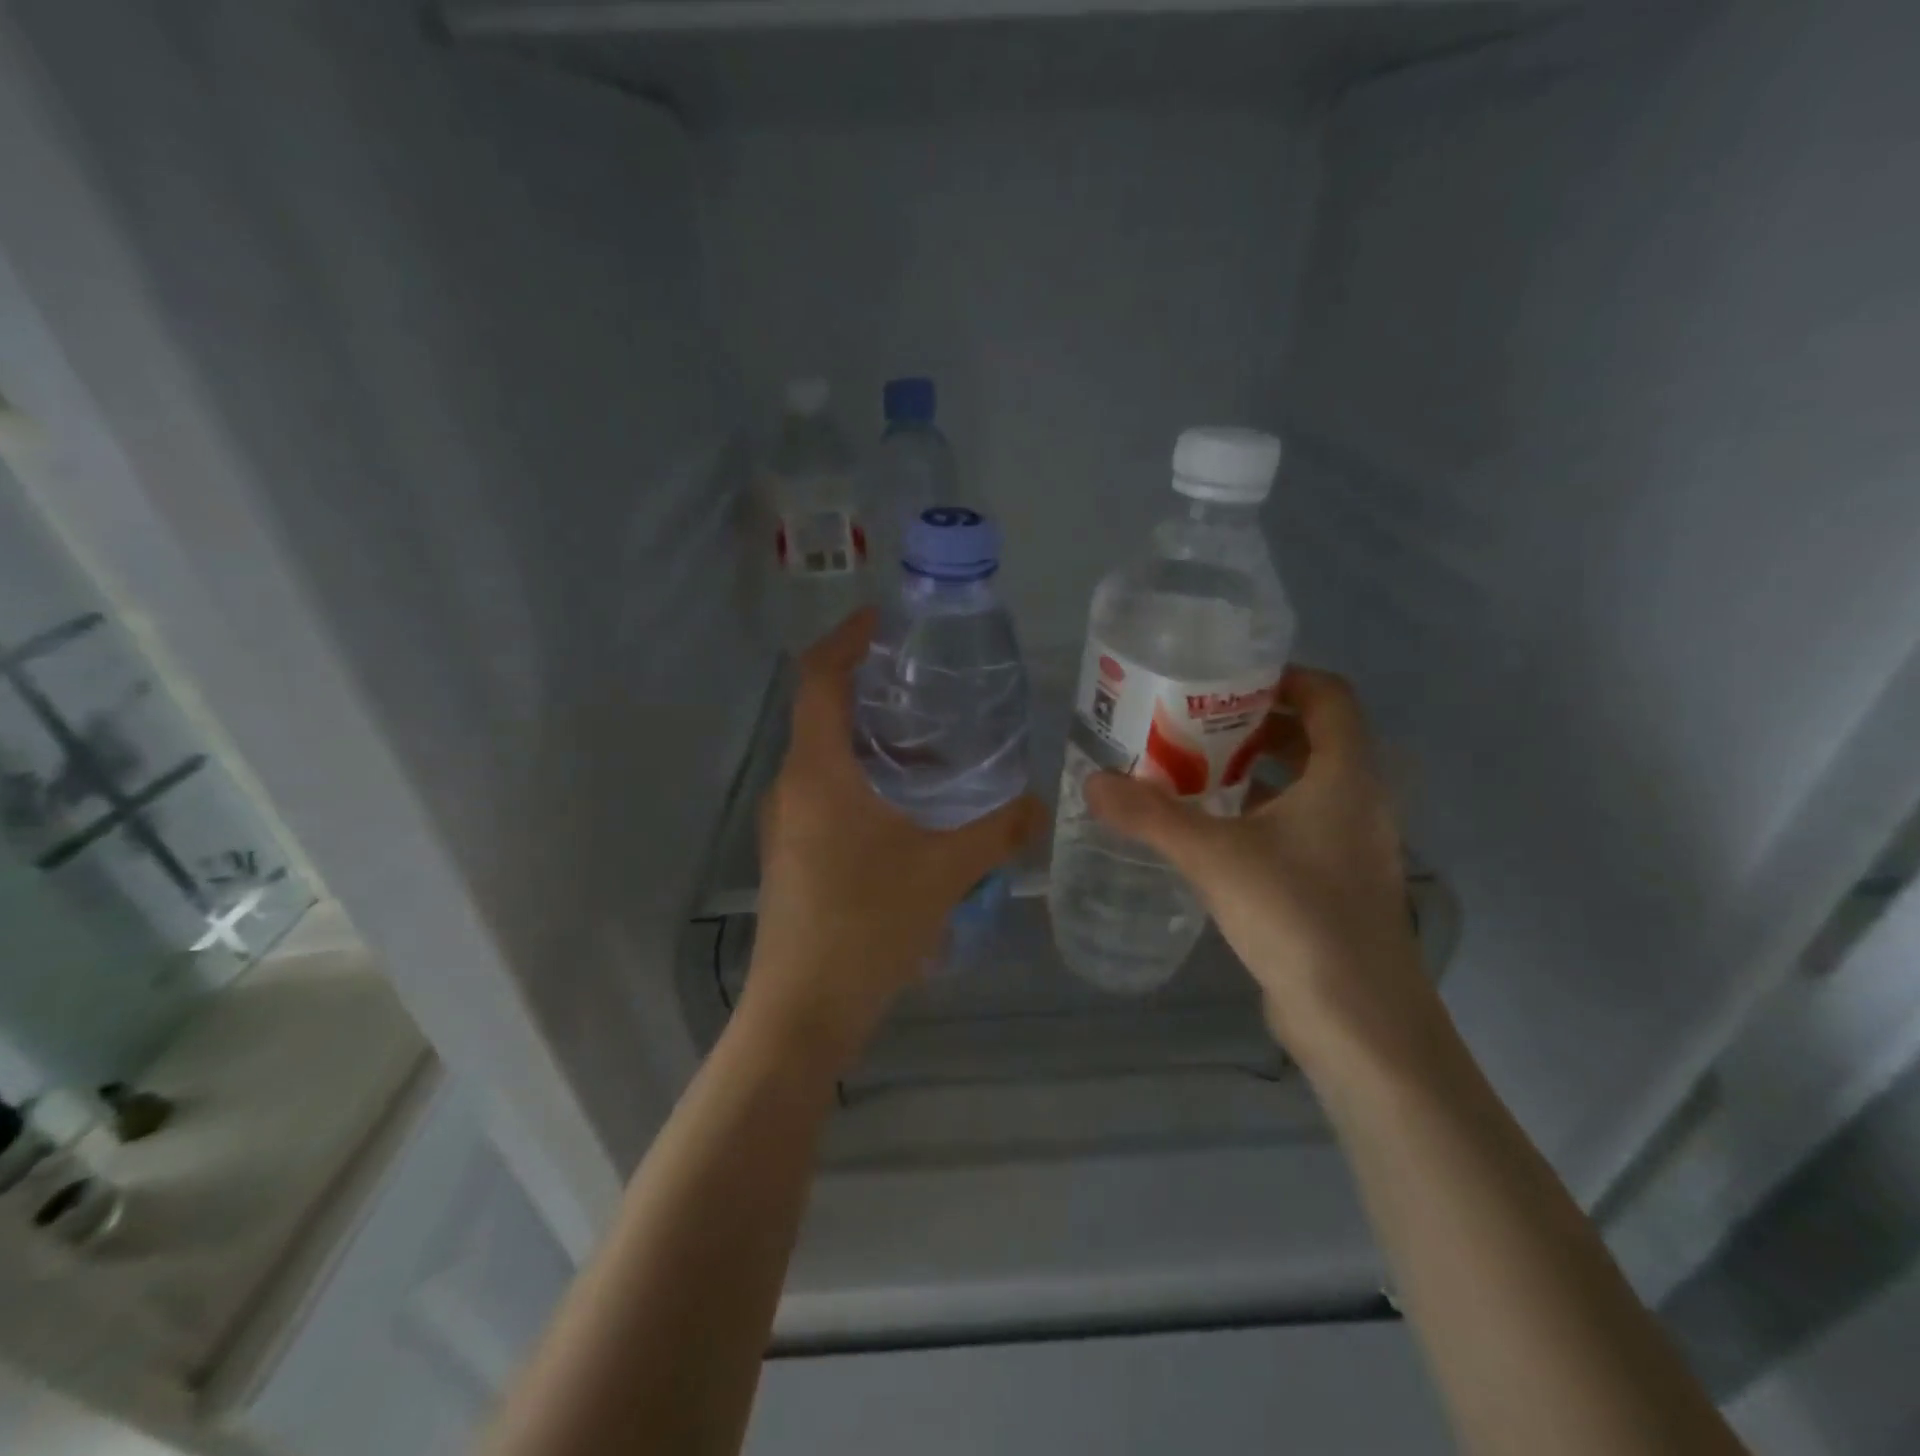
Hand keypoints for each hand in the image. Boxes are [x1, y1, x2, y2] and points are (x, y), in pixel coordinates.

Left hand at [746, 611, 1044, 1069]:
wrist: (803, 1012)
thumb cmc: (866, 926)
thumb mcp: (944, 871)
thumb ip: (997, 831)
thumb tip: (1040, 805)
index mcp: (817, 772)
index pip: (818, 679)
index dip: (846, 639)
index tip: (883, 622)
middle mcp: (790, 787)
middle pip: (820, 713)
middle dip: (867, 690)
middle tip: (924, 685)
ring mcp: (785, 824)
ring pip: (823, 758)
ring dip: (867, 741)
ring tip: (927, 744)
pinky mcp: (792, 855)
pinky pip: (825, 794)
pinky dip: (861, 780)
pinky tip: (907, 808)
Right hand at [1084, 668, 1434, 1067]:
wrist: (1358, 1021)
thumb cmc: (1298, 917)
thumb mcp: (1214, 857)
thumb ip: (1150, 816)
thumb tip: (1092, 782)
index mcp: (1346, 776)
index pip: (1330, 696)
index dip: (1283, 677)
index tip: (1225, 680)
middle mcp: (1358, 801)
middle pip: (1314, 737)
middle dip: (1254, 725)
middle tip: (1192, 724)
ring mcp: (1351, 845)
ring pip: (1305, 785)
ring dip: (1254, 772)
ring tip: (1191, 771)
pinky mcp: (1336, 882)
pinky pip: (1298, 825)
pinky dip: (1258, 814)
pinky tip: (1211, 832)